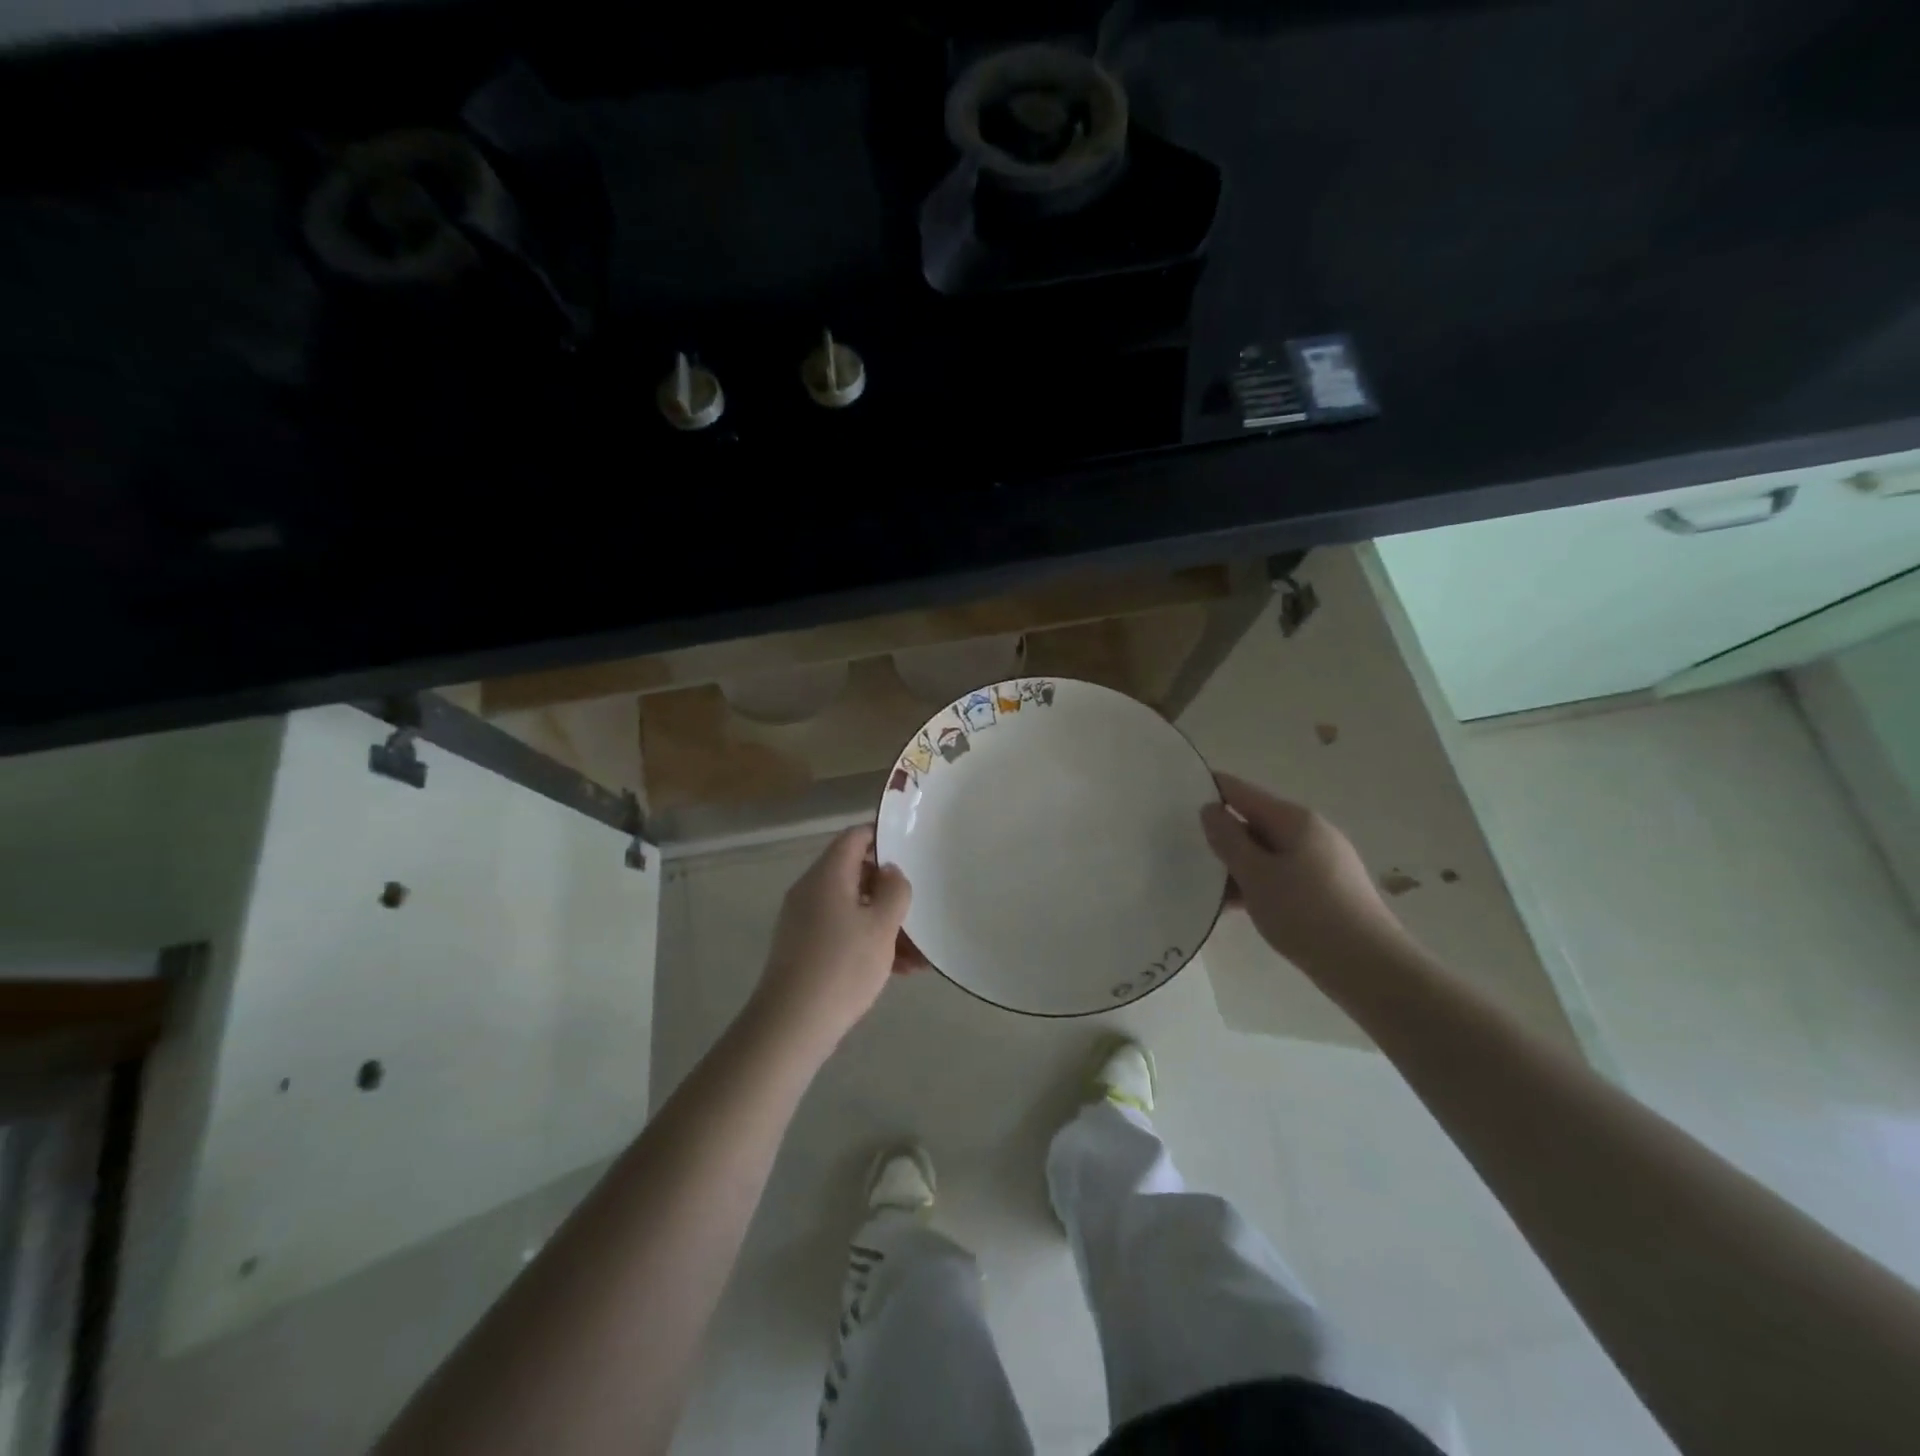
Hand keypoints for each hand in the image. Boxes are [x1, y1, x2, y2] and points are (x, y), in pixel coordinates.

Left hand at [750, 827, 914, 1053]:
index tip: (911, 848)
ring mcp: (804, 921)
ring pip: (852, 909)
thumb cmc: (842, 966)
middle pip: (855, 874)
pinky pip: (842, 933)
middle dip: (890, 891)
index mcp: (827, 875)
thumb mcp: (881, 925)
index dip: (882, 837)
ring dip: (885, 923)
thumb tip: (890, 871)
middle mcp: (811, 891)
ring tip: (918, 952)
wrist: (791, 1025)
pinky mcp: (803, 950)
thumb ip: (894, 890)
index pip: (854, 837)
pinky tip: (899, 970)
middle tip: (919, 907)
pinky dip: (868, 942)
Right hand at [1199, 773, 1410, 972]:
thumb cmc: (1306, 914)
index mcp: (1294, 819)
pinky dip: (1255, 882)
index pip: (1241, 790)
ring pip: (1265, 851)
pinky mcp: (1324, 888)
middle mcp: (1309, 831)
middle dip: (1219, 833)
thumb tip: (1210, 809)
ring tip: (1200, 882)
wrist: (1368, 968)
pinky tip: (1232, 905)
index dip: (1208, 789)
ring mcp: (1320, 860)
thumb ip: (1228, 839)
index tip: (1173, 798)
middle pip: (1253, 820)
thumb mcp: (1256, 875)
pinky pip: (1279, 873)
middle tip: (1180, 846)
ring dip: (1235, 863)